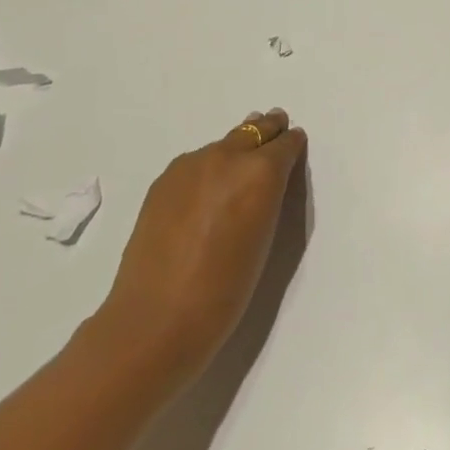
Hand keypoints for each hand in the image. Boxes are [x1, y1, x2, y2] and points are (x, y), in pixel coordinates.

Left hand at [88, 109, 307, 388]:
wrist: (155, 321)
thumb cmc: (225, 290)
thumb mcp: (264, 237)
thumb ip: (268, 196)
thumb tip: (263, 179)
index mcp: (260, 171)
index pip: (286, 143)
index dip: (292, 145)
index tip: (294, 148)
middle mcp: (227, 156)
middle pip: (254, 129)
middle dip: (267, 132)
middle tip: (275, 132)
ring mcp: (191, 165)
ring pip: (223, 144)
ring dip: (236, 150)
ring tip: (238, 169)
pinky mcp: (164, 180)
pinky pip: (196, 162)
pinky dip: (208, 168)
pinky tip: (204, 192)